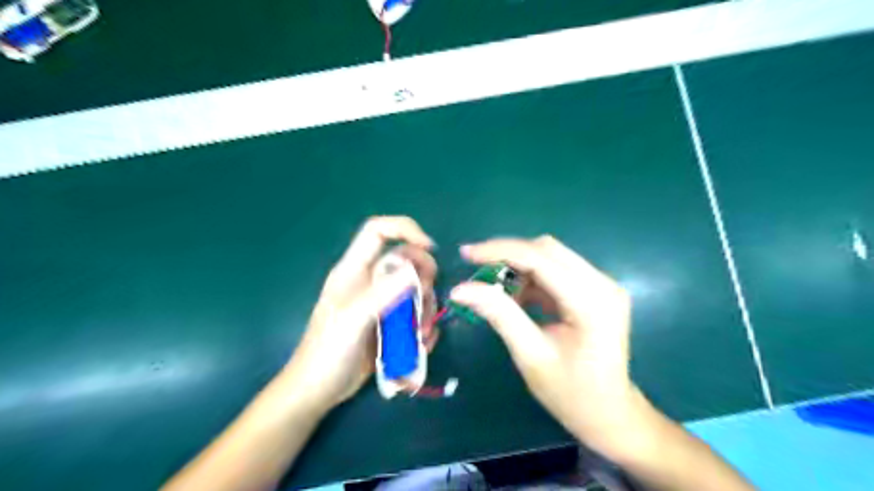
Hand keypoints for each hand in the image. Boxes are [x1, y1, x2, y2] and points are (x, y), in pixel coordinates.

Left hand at [285, 217, 435, 411]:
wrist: (318, 391)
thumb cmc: (327, 352)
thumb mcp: (353, 320)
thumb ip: (382, 293)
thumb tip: (415, 271)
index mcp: (354, 270)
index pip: (378, 231)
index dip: (404, 229)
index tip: (429, 248)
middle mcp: (370, 281)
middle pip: (406, 260)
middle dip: (423, 277)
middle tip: (426, 302)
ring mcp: (381, 302)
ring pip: (415, 289)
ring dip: (425, 308)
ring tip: (421, 334)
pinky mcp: (389, 323)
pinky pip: (415, 315)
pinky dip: (423, 326)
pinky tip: (420, 344)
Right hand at [446, 235, 638, 457]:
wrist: (608, 413)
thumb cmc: (570, 393)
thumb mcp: (530, 354)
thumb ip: (499, 314)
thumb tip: (461, 289)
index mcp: (592, 302)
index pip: (540, 259)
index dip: (499, 251)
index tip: (466, 254)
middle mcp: (603, 284)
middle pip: (547, 250)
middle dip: (508, 254)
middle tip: (476, 269)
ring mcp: (603, 285)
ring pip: (551, 256)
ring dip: (519, 266)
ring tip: (493, 287)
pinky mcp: (596, 290)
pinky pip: (557, 270)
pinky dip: (531, 278)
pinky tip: (516, 297)